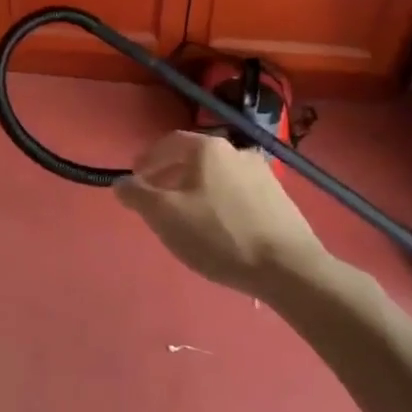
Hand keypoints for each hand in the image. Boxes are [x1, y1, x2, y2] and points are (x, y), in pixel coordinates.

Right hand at [113, 131, 331, 296]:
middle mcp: (237, 151)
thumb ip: (136, 195)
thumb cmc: (218, 235)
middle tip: (156, 201)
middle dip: (170, 176)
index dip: (147, 160)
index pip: (168, 143)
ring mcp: (263, 175)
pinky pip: (238, 194)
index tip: (135, 180)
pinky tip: (218, 229)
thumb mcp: (164, 215)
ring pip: (216, 177)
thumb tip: (122, 183)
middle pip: (193, 159)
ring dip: (196, 191)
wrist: (289, 268)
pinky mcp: (280, 200)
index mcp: (208, 148)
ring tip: (185, 218)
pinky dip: (220, 203)